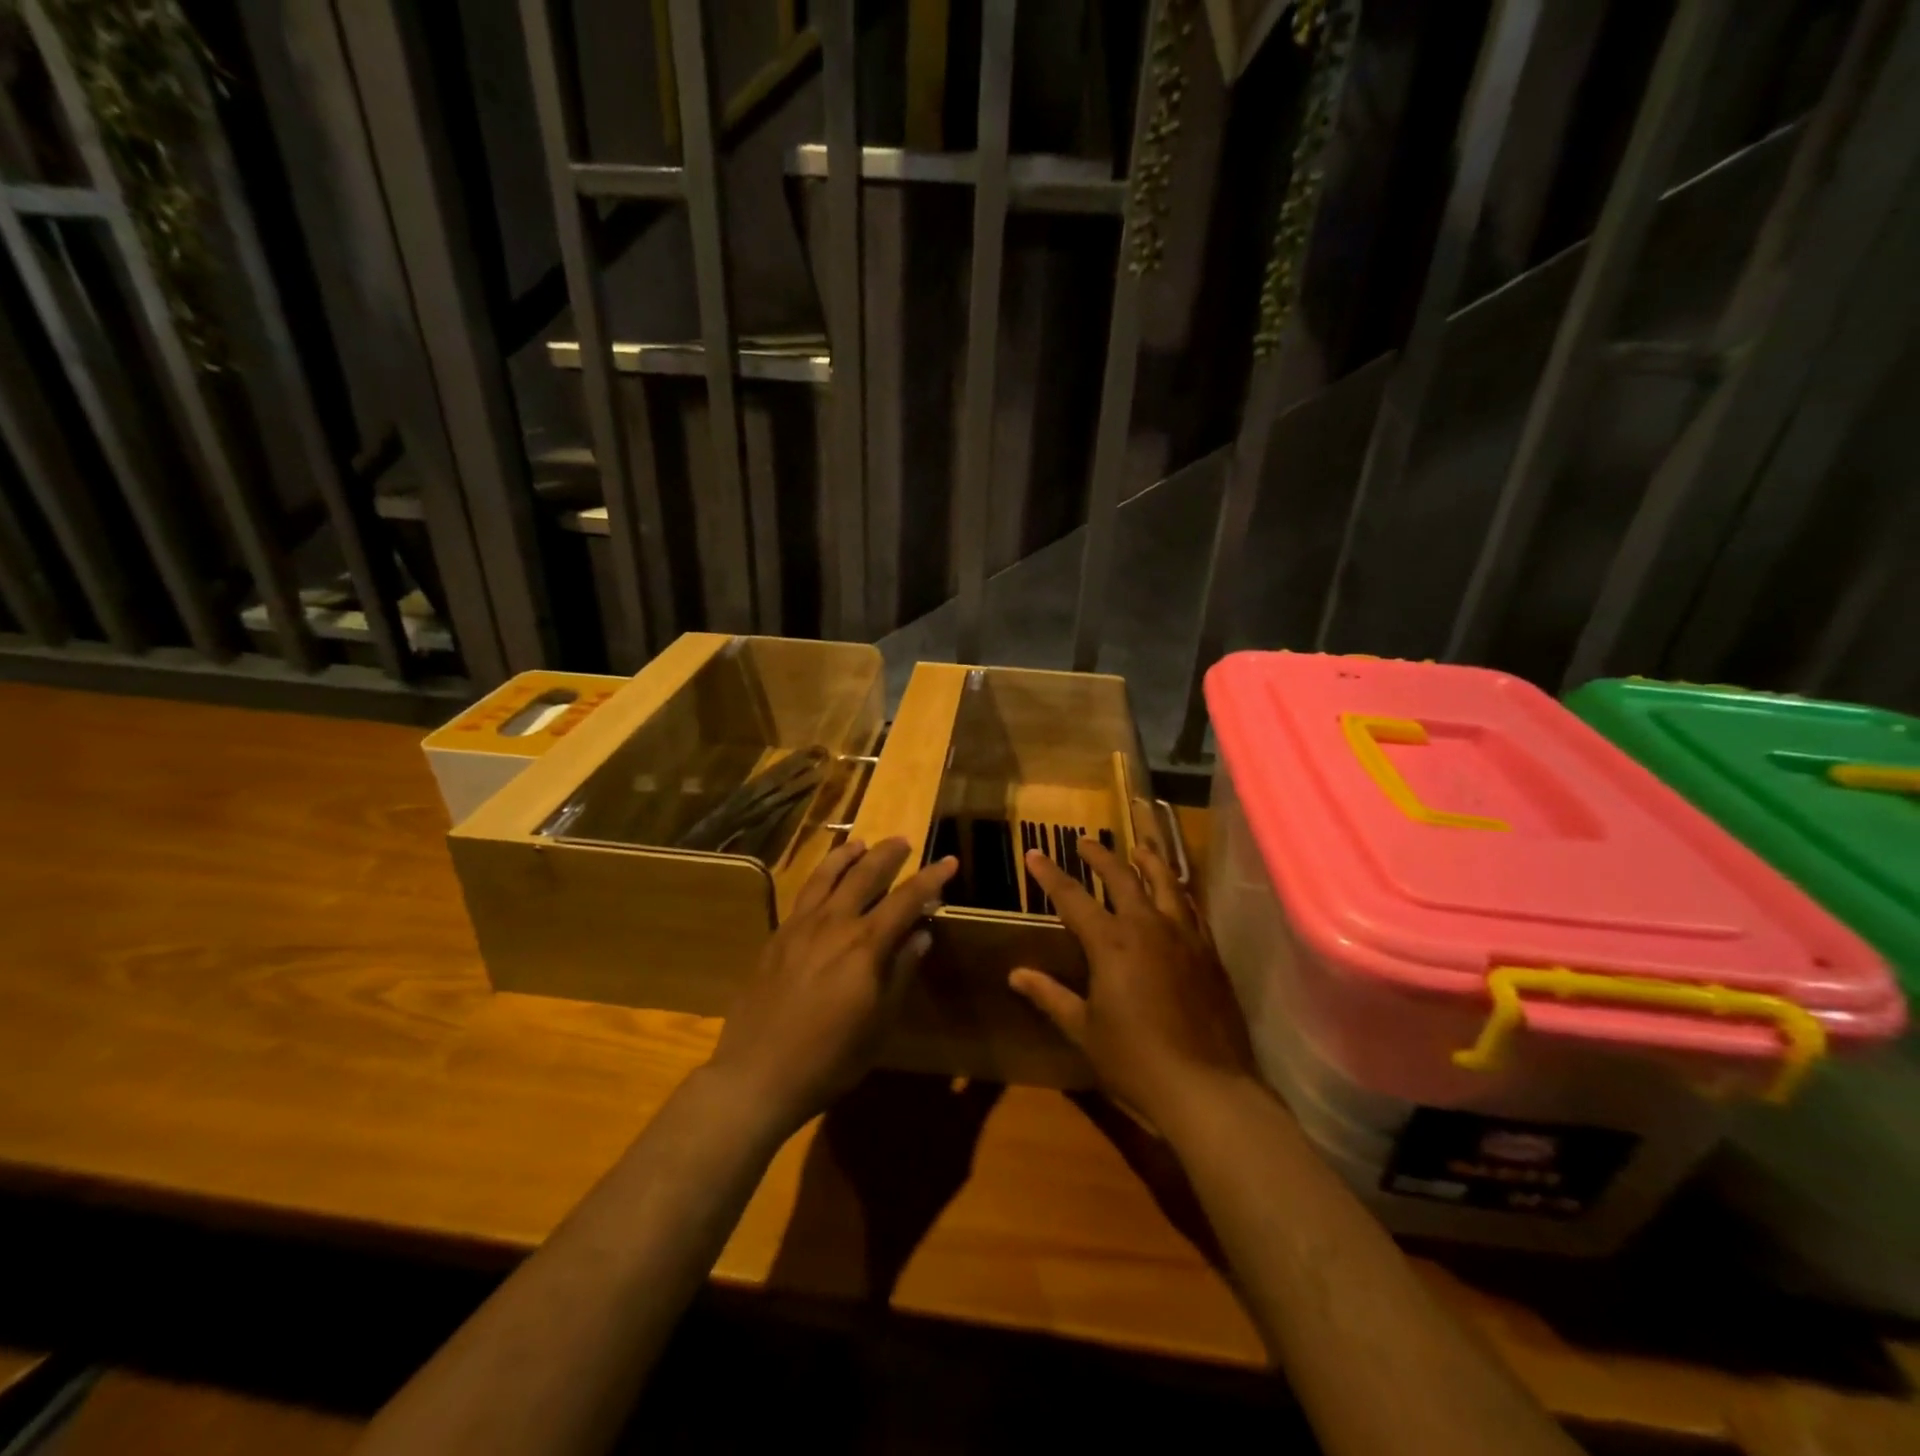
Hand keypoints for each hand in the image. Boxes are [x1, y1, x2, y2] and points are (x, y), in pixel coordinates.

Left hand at [707, 837, 957, 1135]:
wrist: (757, 1074)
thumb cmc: (830, 1059)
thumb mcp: (879, 1023)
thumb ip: (900, 972)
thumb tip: (921, 934)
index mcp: (865, 946)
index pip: (906, 899)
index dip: (930, 878)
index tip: (948, 861)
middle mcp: (834, 924)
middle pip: (865, 874)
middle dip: (888, 854)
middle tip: (903, 841)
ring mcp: (800, 926)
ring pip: (828, 875)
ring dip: (849, 855)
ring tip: (861, 844)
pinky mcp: (777, 936)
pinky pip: (803, 894)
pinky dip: (820, 877)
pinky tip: (824, 881)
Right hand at [1010, 838, 1254, 1129]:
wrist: (1206, 1088)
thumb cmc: (1135, 1060)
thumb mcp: (1084, 1029)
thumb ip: (1051, 996)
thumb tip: (1016, 974)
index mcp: (1111, 943)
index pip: (1072, 897)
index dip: (1050, 874)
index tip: (1035, 853)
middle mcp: (1148, 927)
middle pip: (1122, 877)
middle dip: (1101, 856)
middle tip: (1085, 842)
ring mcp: (1184, 937)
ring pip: (1166, 884)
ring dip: (1149, 862)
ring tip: (1140, 848)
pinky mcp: (1209, 953)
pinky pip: (1193, 910)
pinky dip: (1180, 893)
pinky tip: (1178, 895)